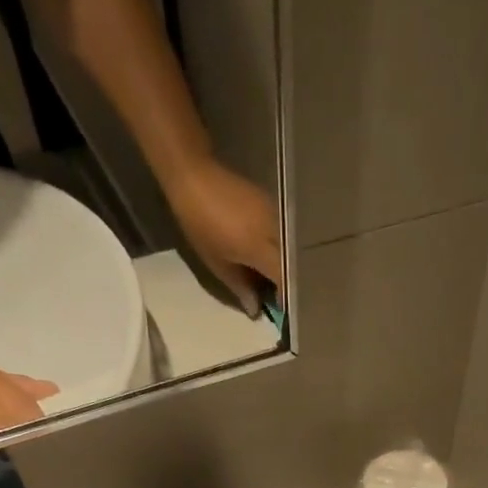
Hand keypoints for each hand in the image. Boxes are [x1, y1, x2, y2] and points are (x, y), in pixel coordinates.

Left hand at [167, 157, 282, 315]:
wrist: (195, 175)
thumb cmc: (202, 224)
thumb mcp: (218, 262)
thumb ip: (241, 287)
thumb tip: (255, 310)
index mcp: (264, 249)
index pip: (286, 281)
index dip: (285, 299)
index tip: (279, 311)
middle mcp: (277, 233)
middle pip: (293, 266)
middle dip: (286, 284)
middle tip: (274, 296)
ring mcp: (277, 217)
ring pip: (290, 251)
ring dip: (283, 266)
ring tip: (268, 277)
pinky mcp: (273, 206)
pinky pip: (283, 235)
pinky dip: (279, 250)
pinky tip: (264, 255)